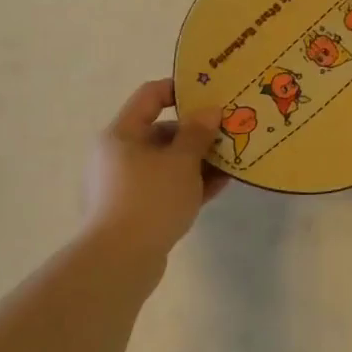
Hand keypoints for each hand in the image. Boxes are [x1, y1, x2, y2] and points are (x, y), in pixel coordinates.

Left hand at [83, 79, 225, 257]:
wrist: (119, 262)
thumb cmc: (150, 199)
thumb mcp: (182, 161)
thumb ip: (198, 132)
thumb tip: (209, 111)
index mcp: (122, 134)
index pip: (150, 95)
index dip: (180, 89)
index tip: (212, 94)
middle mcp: (119, 155)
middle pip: (162, 131)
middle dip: (198, 131)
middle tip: (230, 131)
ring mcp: (126, 184)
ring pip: (168, 161)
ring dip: (199, 159)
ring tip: (232, 159)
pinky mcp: (135, 210)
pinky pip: (167, 186)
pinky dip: (190, 183)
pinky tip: (221, 184)